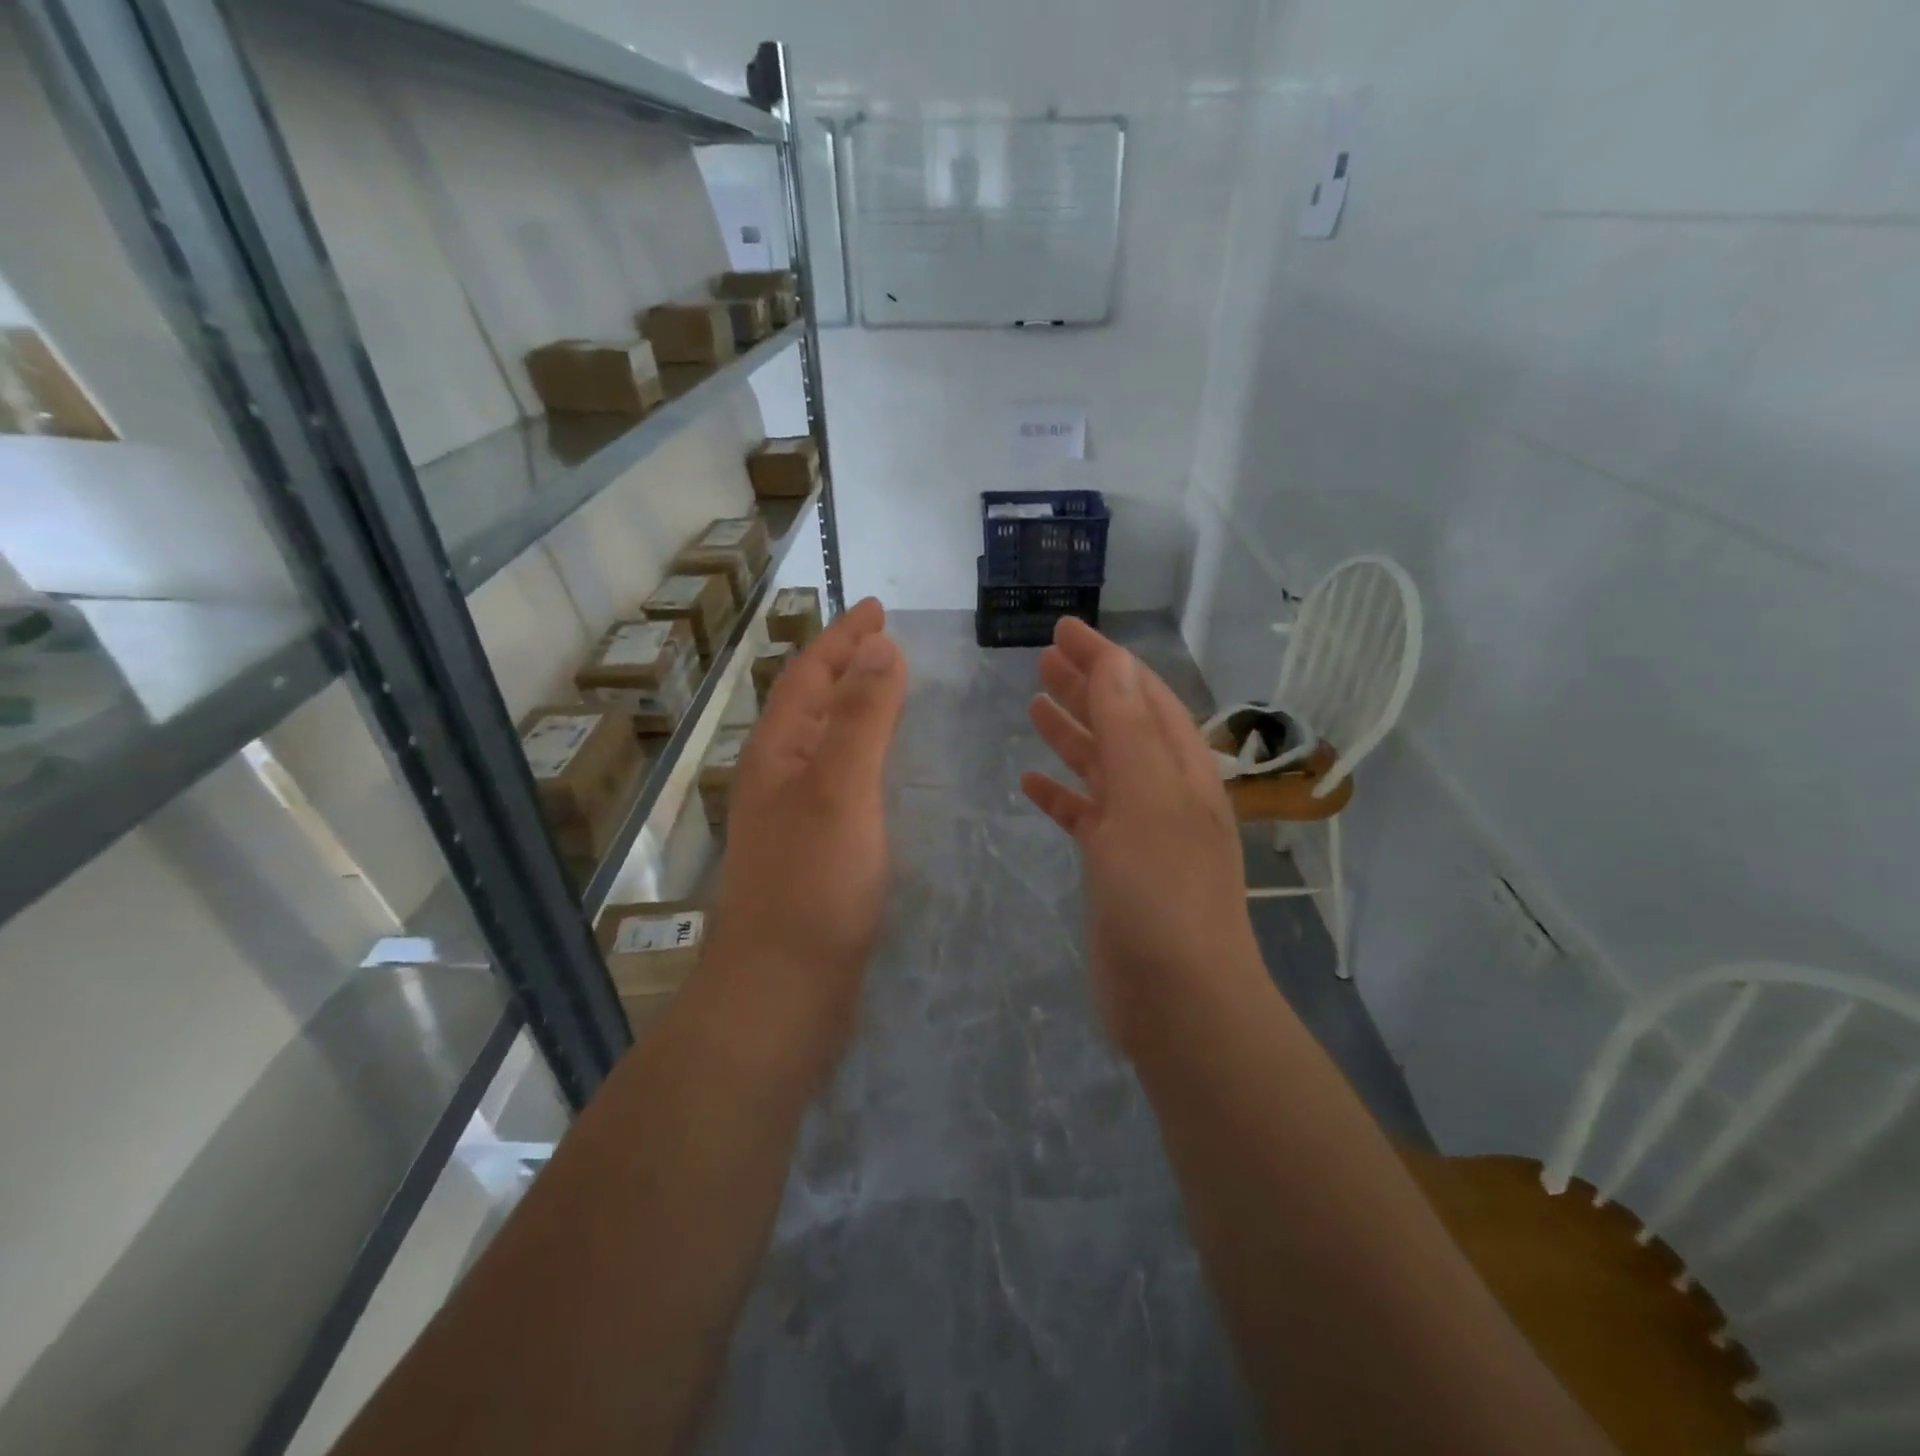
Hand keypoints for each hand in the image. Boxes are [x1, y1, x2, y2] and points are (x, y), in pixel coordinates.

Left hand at [701, 597, 906, 1080]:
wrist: (780, 995)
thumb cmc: (812, 887)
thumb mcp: (839, 789)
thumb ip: (860, 717)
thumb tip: (878, 648)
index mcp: (778, 753)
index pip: (809, 674)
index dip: (843, 637)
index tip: (878, 607)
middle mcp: (777, 777)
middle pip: (812, 703)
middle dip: (846, 665)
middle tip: (887, 642)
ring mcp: (792, 818)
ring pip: (824, 743)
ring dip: (853, 710)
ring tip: (889, 692)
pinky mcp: (812, 854)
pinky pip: (839, 782)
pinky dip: (863, 757)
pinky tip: (884, 773)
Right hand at [1021, 619, 1262, 1051]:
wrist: (1178, 998)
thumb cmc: (1163, 891)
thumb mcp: (1146, 798)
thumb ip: (1127, 729)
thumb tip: (1114, 664)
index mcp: (1181, 768)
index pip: (1142, 694)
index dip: (1105, 659)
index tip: (1065, 629)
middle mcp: (1164, 792)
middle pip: (1121, 723)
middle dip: (1086, 688)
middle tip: (1042, 659)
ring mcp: (1139, 831)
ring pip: (1101, 767)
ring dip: (1071, 733)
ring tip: (1033, 704)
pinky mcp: (1114, 868)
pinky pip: (1084, 816)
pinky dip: (1060, 795)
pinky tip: (1030, 784)